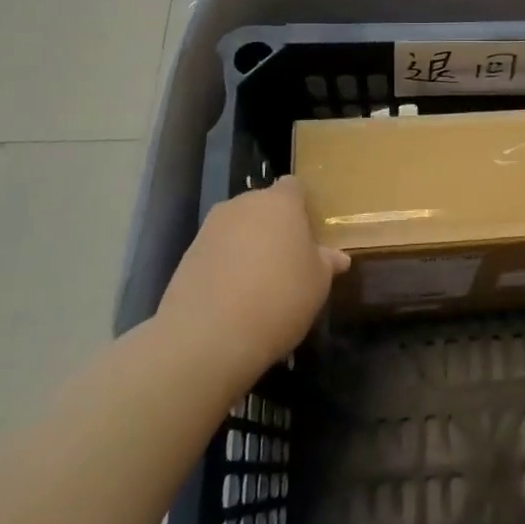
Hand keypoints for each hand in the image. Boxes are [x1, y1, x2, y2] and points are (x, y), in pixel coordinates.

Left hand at [156, 177, 348, 382]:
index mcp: (280, 202)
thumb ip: (326, 263)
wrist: (208, 336)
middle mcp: (242, 205)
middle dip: (274, 226)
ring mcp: (210, 229)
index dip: (302, 206)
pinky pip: (216, 252)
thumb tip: (337, 257)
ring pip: (237, 229)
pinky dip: (225, 266)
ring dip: (248, 246)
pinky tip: (234, 298)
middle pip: (263, 206)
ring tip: (259, 283)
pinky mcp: (186, 256)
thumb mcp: (318, 282)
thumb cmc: (280, 297)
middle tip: (288, 259)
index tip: (309, 232)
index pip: (293, 187)